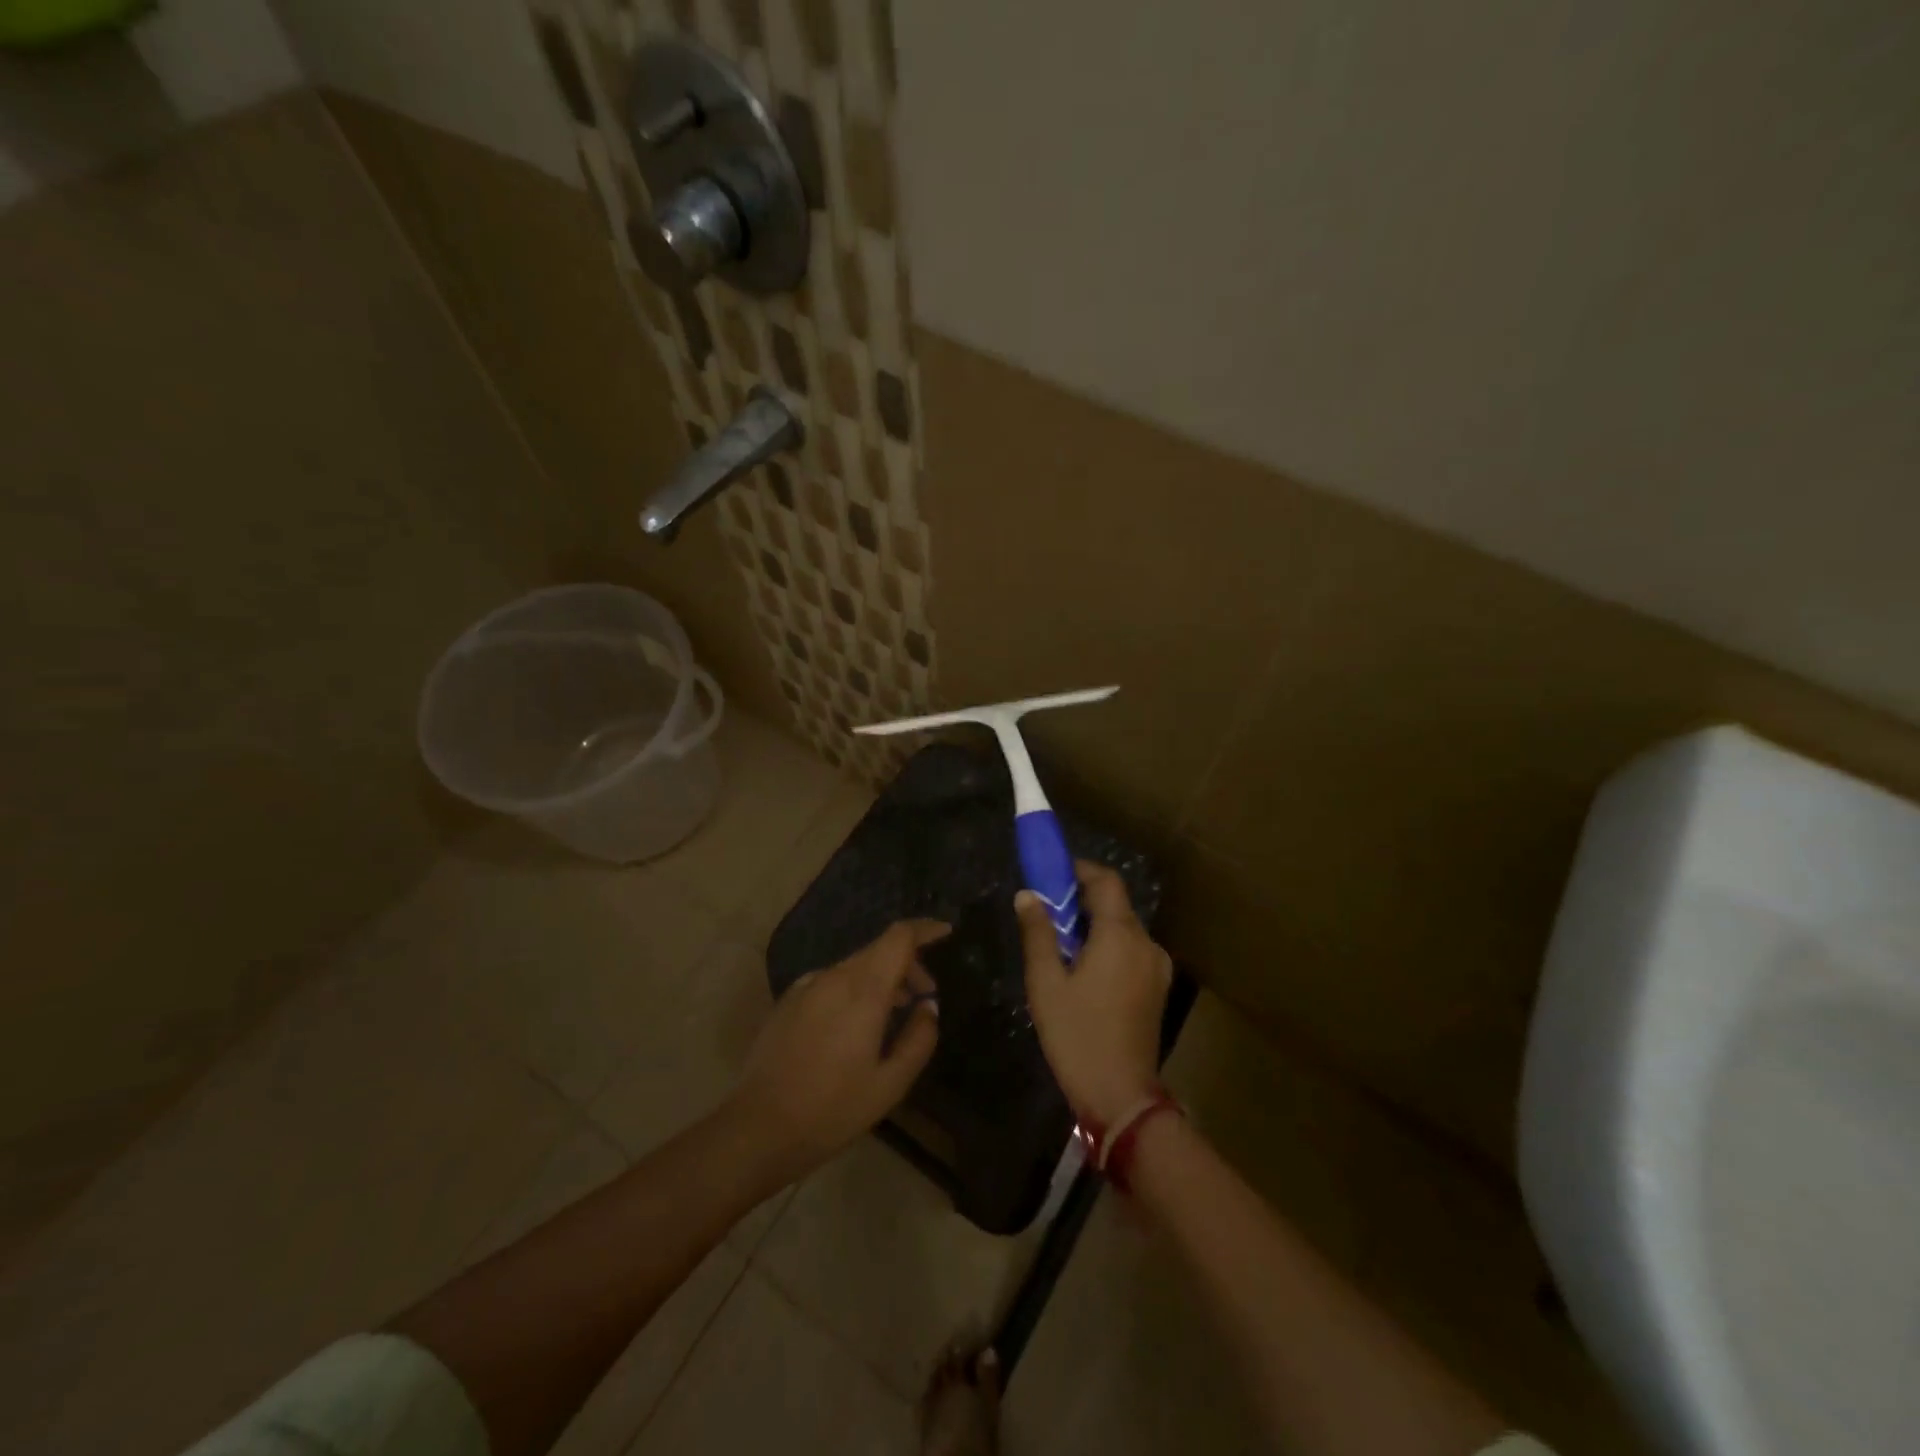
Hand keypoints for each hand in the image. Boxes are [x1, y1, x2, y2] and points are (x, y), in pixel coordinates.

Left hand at [725, 919, 947, 1186]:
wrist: (757, 1129)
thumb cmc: (832, 1110)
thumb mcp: (890, 1085)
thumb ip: (918, 1039)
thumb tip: (928, 1006)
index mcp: (862, 991)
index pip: (898, 937)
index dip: (925, 929)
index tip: (946, 933)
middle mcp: (834, 977)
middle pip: (878, 949)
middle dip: (907, 962)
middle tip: (924, 995)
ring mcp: (807, 986)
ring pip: (855, 965)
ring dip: (881, 977)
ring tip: (895, 1012)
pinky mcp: (789, 1000)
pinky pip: (833, 980)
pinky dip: (855, 987)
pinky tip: (855, 1024)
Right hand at [1017, 861, 1172, 1126]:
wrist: (1121, 1096)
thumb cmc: (1077, 1034)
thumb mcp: (1046, 983)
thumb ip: (1038, 933)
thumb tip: (1028, 895)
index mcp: (1120, 935)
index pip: (1106, 881)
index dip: (1079, 870)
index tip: (1050, 876)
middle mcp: (1145, 943)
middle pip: (1115, 904)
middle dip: (1081, 901)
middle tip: (1046, 916)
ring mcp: (1157, 967)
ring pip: (1123, 929)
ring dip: (1094, 926)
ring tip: (1061, 948)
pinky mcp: (1157, 988)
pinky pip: (1131, 951)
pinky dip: (1108, 947)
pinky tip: (1085, 973)